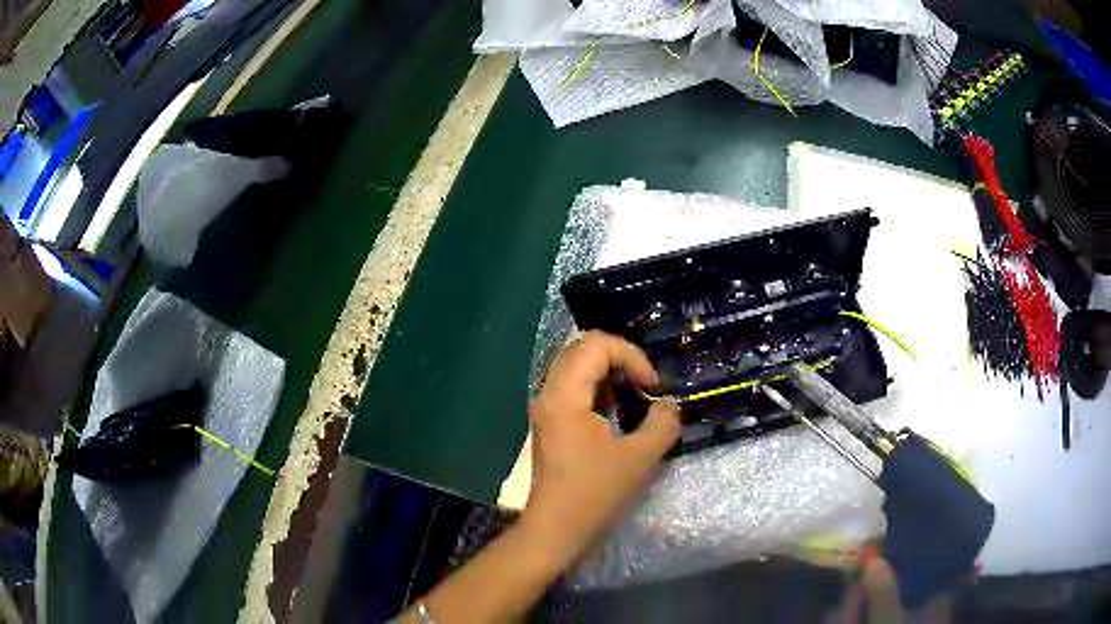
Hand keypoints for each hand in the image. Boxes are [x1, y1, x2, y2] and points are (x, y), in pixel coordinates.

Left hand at [522, 331, 680, 565]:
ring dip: (608, 374)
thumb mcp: (640, 458)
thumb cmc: (595, 494)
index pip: (597, 345)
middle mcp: (549, 393)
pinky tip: (615, 414)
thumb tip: (669, 403)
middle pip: (583, 348)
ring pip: (576, 366)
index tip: (653, 386)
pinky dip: (597, 389)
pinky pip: (572, 387)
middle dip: (620, 359)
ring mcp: (545, 408)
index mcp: (565, 395)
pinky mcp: (549, 423)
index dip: (632, 356)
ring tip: (633, 398)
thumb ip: (663, 423)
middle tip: (645, 385)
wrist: (556, 530)